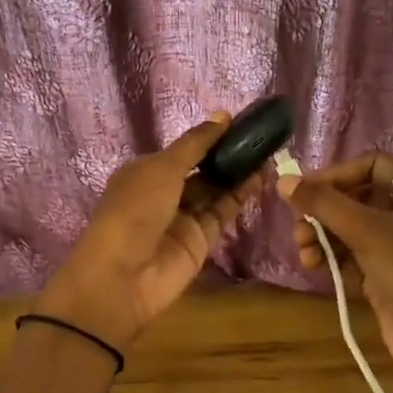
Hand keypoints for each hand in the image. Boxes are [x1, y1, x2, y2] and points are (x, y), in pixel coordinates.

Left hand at [34, 115, 266, 351]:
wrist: (123, 276)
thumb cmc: (135, 210)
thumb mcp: (162, 168)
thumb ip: (195, 144)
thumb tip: (222, 116)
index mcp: (146, 171)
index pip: (183, 151)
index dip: (210, 138)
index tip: (241, 124)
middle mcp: (164, 193)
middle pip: (202, 171)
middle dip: (228, 156)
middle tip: (261, 140)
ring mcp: (183, 219)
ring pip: (215, 191)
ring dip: (239, 175)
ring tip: (268, 156)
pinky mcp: (200, 241)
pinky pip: (223, 213)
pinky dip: (240, 197)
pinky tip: (261, 179)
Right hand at [279, 154, 392, 392]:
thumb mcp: (367, 230)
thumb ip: (322, 203)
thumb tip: (283, 180)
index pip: (376, 165)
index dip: (339, 174)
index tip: (306, 191)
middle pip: (362, 198)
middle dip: (326, 211)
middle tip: (298, 226)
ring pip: (357, 231)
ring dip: (325, 237)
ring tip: (302, 252)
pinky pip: (359, 258)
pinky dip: (336, 259)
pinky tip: (314, 267)